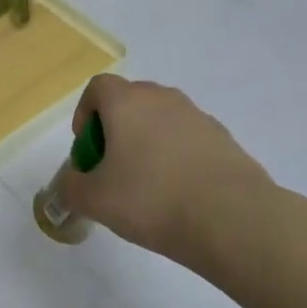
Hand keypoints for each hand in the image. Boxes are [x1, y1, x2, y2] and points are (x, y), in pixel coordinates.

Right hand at [55, 74, 283, 270]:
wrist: (234, 220)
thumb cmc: (152, 199)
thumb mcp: (94, 200)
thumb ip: (72, 187)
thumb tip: (72, 182)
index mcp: (127, 102)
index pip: (98, 87)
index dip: (86, 113)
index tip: (88, 148)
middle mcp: (163, 99)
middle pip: (131, 101)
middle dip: (117, 130)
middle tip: (114, 169)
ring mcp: (199, 117)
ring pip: (162, 121)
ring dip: (149, 144)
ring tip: (149, 187)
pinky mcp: (226, 140)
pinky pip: (190, 141)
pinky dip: (179, 159)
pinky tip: (182, 196)